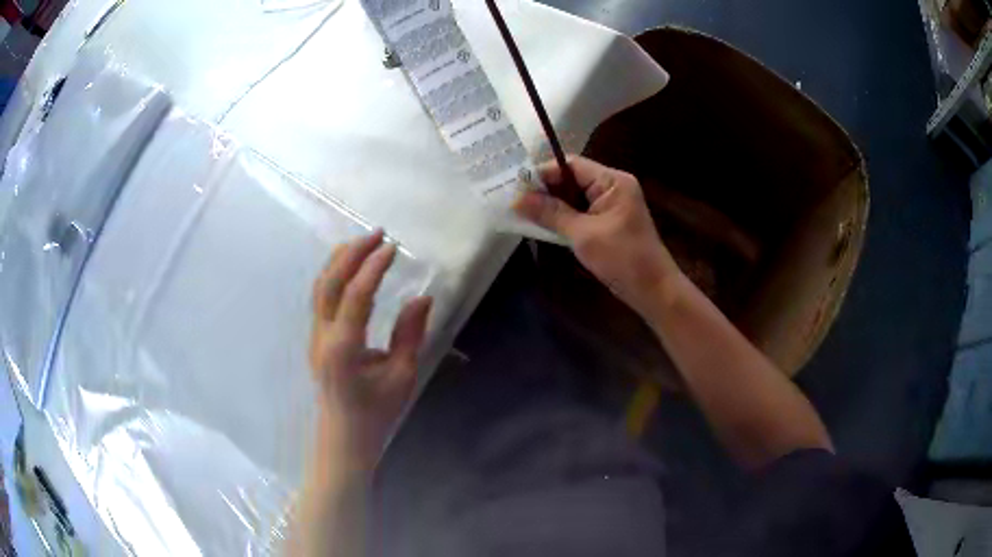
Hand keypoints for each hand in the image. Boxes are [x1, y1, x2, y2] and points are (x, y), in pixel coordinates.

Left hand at [309, 230, 432, 467]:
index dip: (373, 267)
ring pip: (320, 288)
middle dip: (351, 254)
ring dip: (339, 261)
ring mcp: (315, 336)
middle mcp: (323, 337)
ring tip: (362, 242)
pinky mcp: (316, 338)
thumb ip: (410, 334)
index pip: (356, 296)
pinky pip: (321, 298)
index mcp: (344, 349)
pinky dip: (334, 275)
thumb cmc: (376, 411)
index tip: (392, 248)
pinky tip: (349, 267)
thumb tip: (423, 297)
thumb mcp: (402, 376)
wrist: (345, 435)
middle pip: (330, 283)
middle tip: (377, 234)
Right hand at [515, 156, 680, 318]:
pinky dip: (562, 218)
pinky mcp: (608, 223)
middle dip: (544, 190)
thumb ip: (550, 214)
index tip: (516, 186)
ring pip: (573, 197)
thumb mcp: (583, 235)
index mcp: (612, 181)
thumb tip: (517, 199)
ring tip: (521, 212)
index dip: (543, 173)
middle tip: (514, 200)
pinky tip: (541, 225)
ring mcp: (611, 206)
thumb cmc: (623, 259)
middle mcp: (612, 187)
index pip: (571, 165)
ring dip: (551, 205)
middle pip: (571, 179)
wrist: (653, 291)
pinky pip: (580, 212)